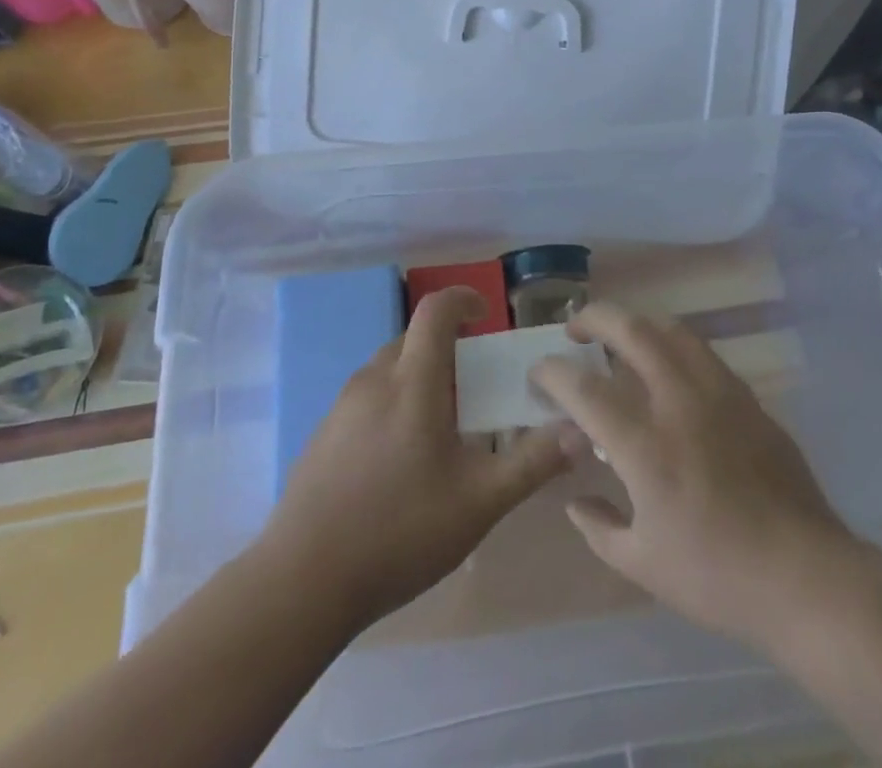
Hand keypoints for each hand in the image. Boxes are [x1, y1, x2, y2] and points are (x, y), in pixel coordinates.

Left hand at [263, 287, 574, 626]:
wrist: (301, 581)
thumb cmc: (399, 531)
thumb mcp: (479, 502)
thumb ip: (532, 463)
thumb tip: (580, 432)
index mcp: (412, 382)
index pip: (436, 311)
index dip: (463, 299)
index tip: (485, 316)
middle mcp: (373, 380)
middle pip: (413, 339)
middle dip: (446, 347)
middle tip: (474, 386)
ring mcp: (342, 407)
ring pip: (388, 369)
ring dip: (419, 376)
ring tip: (441, 426)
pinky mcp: (323, 435)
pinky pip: (367, 398)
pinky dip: (392, 403)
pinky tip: (399, 459)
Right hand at [530, 302, 878, 649]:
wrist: (804, 574)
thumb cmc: (716, 576)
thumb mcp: (642, 564)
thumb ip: (599, 527)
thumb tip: (575, 500)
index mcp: (644, 444)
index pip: (583, 388)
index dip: (553, 373)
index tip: (539, 371)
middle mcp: (678, 401)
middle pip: (630, 330)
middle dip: (594, 318)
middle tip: (575, 329)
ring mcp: (718, 392)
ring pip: (671, 329)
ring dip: (637, 322)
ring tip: (620, 335)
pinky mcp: (747, 397)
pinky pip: (702, 352)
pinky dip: (673, 345)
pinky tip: (669, 367)